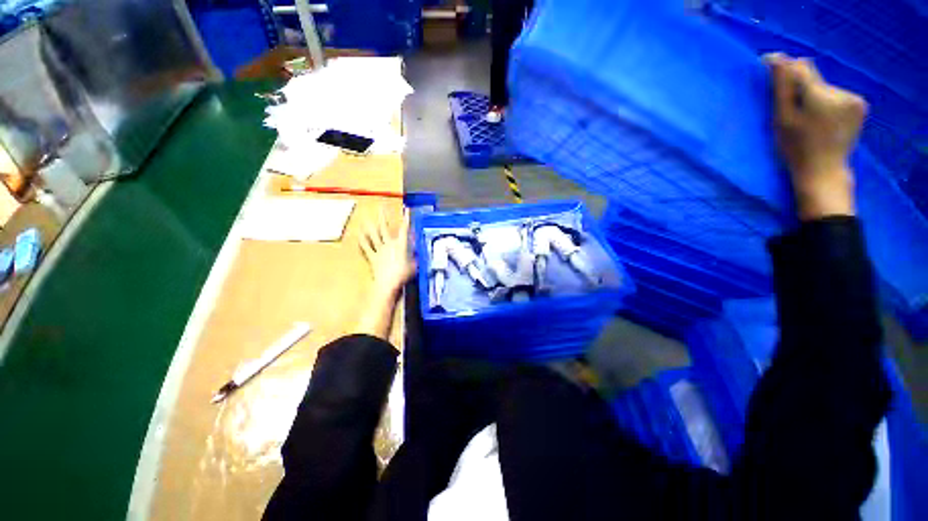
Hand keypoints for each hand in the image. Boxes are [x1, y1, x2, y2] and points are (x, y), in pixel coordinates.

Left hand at [359, 208, 416, 298]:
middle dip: (383, 216)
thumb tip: (418, 249)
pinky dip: (362, 241)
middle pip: (384, 228)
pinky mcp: (372, 257)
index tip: (406, 209)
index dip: (406, 219)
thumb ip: (415, 255)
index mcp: (401, 245)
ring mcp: (379, 250)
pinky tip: (359, 235)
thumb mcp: (414, 265)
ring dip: (370, 226)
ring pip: (373, 235)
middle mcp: (389, 244)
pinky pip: (366, 247)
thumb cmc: (403, 274)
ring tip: (366, 218)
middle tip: (380, 206)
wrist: (388, 283)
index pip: (404, 229)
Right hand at [765, 53, 866, 219]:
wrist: (823, 173)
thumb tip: (776, 57)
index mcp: (821, 96)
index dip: (786, 68)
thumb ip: (782, 87)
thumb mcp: (782, 119)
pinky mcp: (861, 106)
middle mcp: (843, 93)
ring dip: (815, 96)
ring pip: (826, 87)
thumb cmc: (796, 149)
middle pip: (815, 78)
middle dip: (802, 89)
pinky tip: (824, 120)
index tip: (772, 72)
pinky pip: (838, 95)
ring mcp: (856, 100)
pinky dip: (828, 103)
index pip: (802, 68)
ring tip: (809, 119)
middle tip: (793, 112)